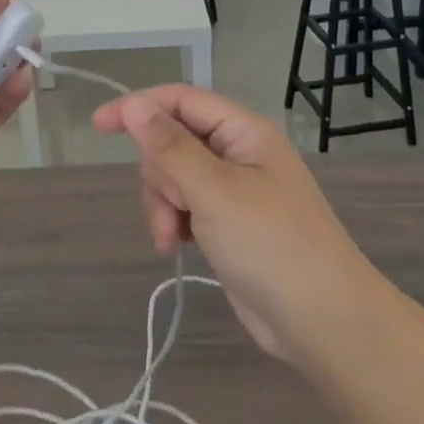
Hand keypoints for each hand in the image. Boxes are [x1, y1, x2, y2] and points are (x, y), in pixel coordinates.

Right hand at [92, 86, 371, 363]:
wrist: (324, 323)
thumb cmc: (272, 246)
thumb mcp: (215, 191)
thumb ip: (170, 147)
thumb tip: (133, 104)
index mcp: (243, 132)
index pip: (180, 100)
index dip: (138, 107)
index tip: (98, 126)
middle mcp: (238, 153)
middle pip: (172, 141)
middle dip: (158, 175)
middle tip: (172, 207)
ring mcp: (233, 190)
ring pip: (173, 177)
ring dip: (162, 204)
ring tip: (171, 238)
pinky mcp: (227, 223)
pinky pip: (183, 206)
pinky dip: (172, 222)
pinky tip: (175, 246)